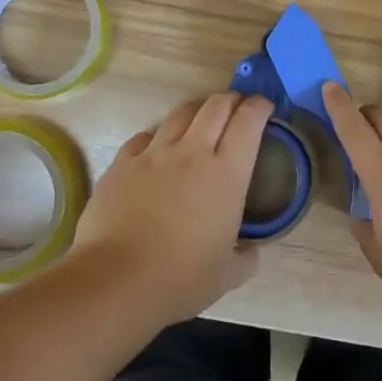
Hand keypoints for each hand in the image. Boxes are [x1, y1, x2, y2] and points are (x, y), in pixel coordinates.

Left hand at [70, 92, 272, 325]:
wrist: (116, 279)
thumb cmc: (181, 278)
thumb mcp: (228, 275)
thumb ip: (246, 256)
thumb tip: (251, 250)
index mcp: (226, 174)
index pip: (248, 122)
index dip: (259, 107)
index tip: (264, 107)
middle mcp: (192, 152)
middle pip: (215, 106)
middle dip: (230, 100)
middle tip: (236, 108)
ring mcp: (154, 154)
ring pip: (180, 113)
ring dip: (196, 111)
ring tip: (199, 121)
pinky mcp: (122, 162)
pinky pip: (144, 137)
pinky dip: (156, 137)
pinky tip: (156, 150)